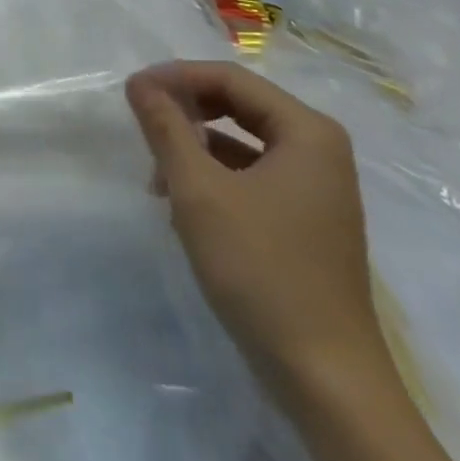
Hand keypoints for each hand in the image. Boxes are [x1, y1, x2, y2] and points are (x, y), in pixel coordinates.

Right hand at [125, 61, 381, 395]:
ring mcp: (317, 188)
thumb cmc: (262, 270)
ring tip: (157, 177)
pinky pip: (253, 175)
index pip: (230, 78)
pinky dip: (215, 178)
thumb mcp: (199, 191)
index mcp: (307, 131)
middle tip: (143, 127)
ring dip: (196, 148)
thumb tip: (139, 82)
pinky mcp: (308, 220)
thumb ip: (166, 128)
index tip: (132, 92)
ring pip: (243, 142)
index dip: (177, 77)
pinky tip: (184, 206)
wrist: (327, 382)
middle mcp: (320, 149)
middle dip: (187, 113)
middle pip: (239, 105)